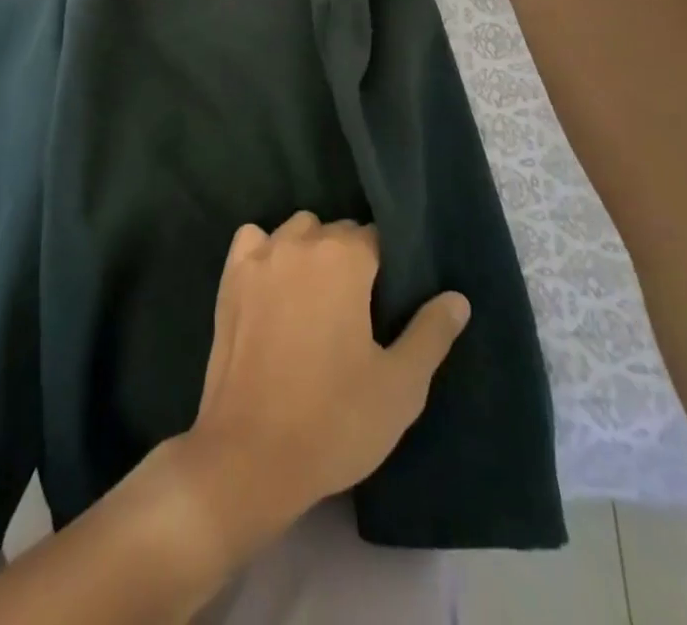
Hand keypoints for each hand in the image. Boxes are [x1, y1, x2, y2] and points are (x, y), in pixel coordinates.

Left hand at [177, 214, 470, 552]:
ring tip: (317, 298)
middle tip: (358, 311)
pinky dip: (265, 252)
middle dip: (351, 258)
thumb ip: (431, 333)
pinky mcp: (229, 277)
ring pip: (296, 231)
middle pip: (335, 230)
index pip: (376, 237)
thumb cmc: (334, 420)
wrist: (250, 455)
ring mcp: (260, 256)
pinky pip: (253, 241)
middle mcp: (300, 242)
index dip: (388, 268)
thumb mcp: (400, 386)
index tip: (390, 302)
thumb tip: (457, 298)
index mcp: (344, 258)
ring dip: (310, 251)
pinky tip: (273, 285)